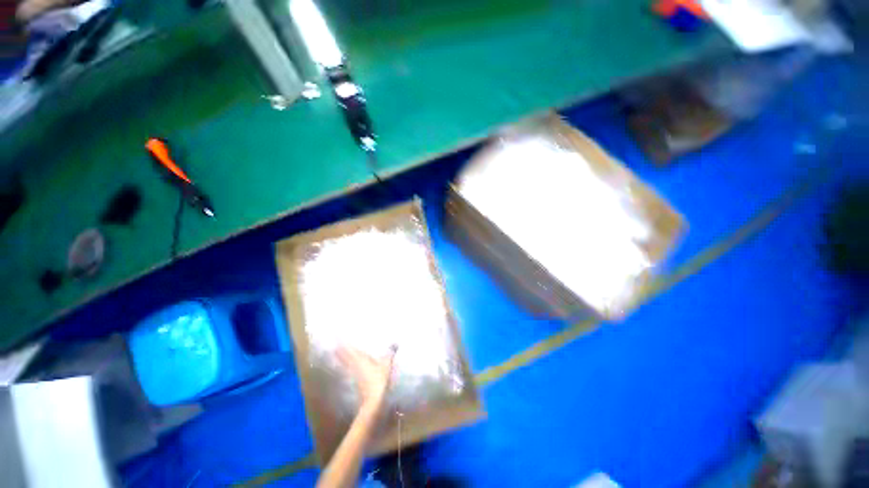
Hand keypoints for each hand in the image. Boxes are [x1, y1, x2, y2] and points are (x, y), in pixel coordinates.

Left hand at [337, 346, 395, 412]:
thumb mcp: (386, 365)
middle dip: (340, 352)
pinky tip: (346, 367)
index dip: (345, 346)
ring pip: (346, 364)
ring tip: (336, 355)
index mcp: (361, 360)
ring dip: (341, 359)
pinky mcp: (355, 382)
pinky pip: (348, 371)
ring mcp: (354, 375)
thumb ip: (390, 353)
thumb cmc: (379, 380)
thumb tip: (396, 342)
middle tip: (334, 347)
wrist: (373, 400)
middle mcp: (355, 366)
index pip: (351, 351)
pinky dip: (346, 367)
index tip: (338, 341)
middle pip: (346, 357)